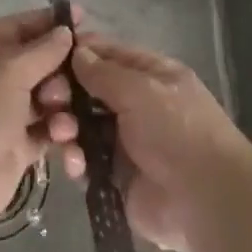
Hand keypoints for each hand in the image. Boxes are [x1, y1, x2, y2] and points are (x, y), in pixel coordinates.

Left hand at [0, 9, 78, 238]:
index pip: (23, 26)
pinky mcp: (21, 145)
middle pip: (43, 62)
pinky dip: (61, 132)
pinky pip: (51, 129)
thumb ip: (43, 50)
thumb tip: (65, 31)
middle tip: (73, 83)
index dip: (52, 22)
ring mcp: (9, 112)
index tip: (86, 20)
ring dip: (64, 105)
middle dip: (62, 71)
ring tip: (61, 121)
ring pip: (51, 97)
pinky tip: (65, 140)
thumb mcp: (10, 71)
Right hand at [44, 34, 248, 251]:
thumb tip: (77, 51)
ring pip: (82, 126)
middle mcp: (137, 104)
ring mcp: (126, 141)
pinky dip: (77, 161)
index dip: (78, 53)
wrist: (205, 200)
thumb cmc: (177, 130)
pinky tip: (77, 167)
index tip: (46, 56)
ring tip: (63, 136)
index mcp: (151, 75)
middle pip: (89, 91)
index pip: (108, 55)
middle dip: (66, 94)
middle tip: (48, 101)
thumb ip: (104, 73)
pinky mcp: (116, 176)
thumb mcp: (141, 90)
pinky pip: (86, 162)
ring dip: (68, 128)